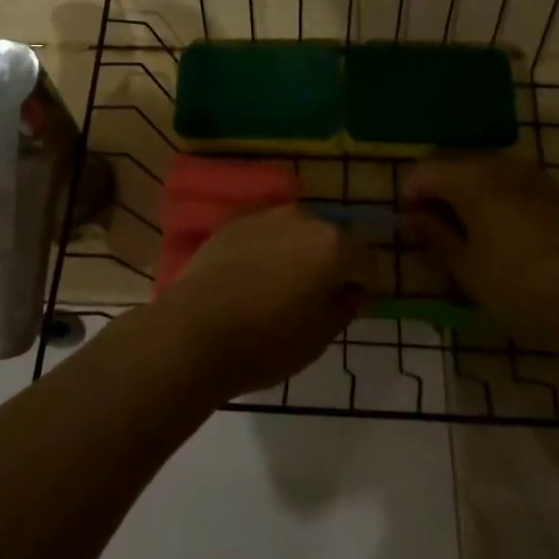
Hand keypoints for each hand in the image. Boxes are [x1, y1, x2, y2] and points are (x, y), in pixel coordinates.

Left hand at [153, 206, 371, 397]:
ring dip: (297, 255)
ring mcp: (265, 216)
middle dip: (329, 265)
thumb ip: (346, 305)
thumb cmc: (266, 342)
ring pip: (296, 234)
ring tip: (278, 291)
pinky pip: (265, 236)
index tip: (346, 310)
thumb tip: (351, 289)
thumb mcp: (321, 336)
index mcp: (332, 244)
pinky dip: (267, 252)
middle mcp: (302, 218)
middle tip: (313, 301)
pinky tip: (250, 281)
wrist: (193, 331)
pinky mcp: (234, 223)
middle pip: (330, 240)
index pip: (366, 262)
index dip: (361, 287)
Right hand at [401, 155, 558, 348]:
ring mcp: (535, 176)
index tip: (408, 222)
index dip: (410, 193)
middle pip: (457, 163)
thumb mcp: (466, 268)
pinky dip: (498, 195)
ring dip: (469, 190)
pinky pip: (515, 182)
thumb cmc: (518, 288)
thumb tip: (411, 218)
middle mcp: (502, 166)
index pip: (426, 170)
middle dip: (439, 188)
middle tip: (433, 224)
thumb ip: (434, 236)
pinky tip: (503, 229)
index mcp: (473, 180)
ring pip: (488, 170)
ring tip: (467, 227)